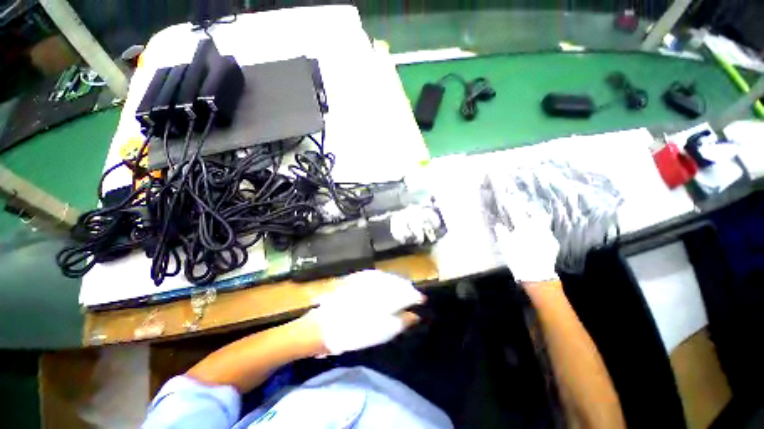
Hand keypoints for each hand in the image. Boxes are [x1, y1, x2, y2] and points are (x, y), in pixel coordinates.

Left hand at [305, 270, 424, 354]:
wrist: (325, 325)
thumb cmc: (356, 332)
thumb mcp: (383, 331)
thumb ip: (402, 320)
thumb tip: (416, 315)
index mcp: (388, 293)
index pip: (408, 290)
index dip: (416, 297)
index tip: (421, 302)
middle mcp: (379, 280)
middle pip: (399, 282)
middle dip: (406, 290)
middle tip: (410, 300)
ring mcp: (367, 277)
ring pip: (389, 277)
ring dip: (396, 285)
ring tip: (398, 295)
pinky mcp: (358, 277)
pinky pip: (377, 276)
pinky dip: (383, 282)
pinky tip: (382, 290)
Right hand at [493, 205, 559, 284]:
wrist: (537, 275)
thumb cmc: (517, 259)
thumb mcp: (505, 246)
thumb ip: (502, 233)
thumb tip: (499, 225)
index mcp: (524, 227)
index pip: (516, 211)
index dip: (511, 204)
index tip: (507, 198)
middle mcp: (538, 227)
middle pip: (534, 212)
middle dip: (527, 207)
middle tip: (521, 206)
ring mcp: (547, 235)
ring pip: (542, 221)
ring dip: (535, 217)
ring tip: (529, 218)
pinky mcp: (553, 243)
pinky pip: (546, 231)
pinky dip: (540, 229)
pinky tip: (536, 233)